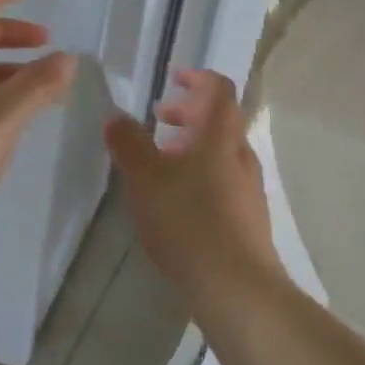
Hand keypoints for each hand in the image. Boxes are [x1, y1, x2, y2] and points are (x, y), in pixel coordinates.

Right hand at [103, 69, 282, 299]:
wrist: (236, 287)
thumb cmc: (188, 221)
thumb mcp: (146, 179)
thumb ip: (129, 143)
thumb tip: (115, 116)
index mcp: (220, 134)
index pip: (219, 88)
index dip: (197, 77)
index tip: (172, 78)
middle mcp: (240, 153)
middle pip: (220, 118)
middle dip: (188, 112)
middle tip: (157, 120)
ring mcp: (249, 186)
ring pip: (221, 151)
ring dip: (192, 145)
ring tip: (161, 160)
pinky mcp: (249, 216)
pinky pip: (224, 178)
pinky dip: (200, 172)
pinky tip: (177, 200)